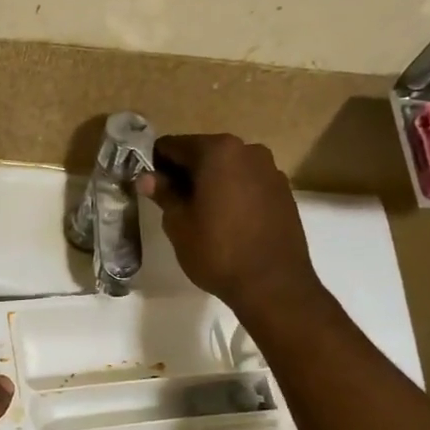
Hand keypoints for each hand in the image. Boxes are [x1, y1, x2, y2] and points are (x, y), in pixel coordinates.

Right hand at [139, 133, 322, 320]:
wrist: (274, 284)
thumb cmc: (218, 251)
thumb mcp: (179, 224)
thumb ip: (164, 193)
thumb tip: (146, 177)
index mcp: (217, 151)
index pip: (173, 145)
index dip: (155, 162)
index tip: (147, 183)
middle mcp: (248, 150)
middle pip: (203, 153)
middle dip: (184, 172)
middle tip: (170, 201)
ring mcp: (270, 170)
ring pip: (228, 168)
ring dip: (210, 182)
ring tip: (199, 213)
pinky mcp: (283, 191)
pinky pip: (248, 183)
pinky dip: (232, 192)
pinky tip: (226, 220)